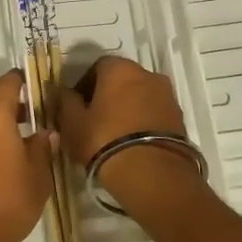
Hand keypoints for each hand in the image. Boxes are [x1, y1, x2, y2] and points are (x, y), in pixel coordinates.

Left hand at [0, 70, 52, 241]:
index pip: (7, 84)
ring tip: (27, 146)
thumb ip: (42, 148)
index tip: (41, 86)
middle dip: (14, 109)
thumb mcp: (37, 176)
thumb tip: (46, 132)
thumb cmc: (6, 201)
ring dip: (1, 131)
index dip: (24, 82)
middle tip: (39, 120)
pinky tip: (7, 167)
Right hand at [53, 55, 201, 207]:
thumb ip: (64, 101)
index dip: (84, 85)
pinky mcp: (180, 119)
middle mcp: (148, 74)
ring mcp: (168, 97)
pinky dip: (142, 123)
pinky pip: (154, 114)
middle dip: (107, 96)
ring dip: (127, 109)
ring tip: (113, 136)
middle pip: (121, 81)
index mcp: (120, 69)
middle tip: (93, 121)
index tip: (76, 107)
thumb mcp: (72, 122)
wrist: (152, 174)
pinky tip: (131, 144)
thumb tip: (62, 90)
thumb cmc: (103, 140)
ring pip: (140, 97)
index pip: (97, 67)